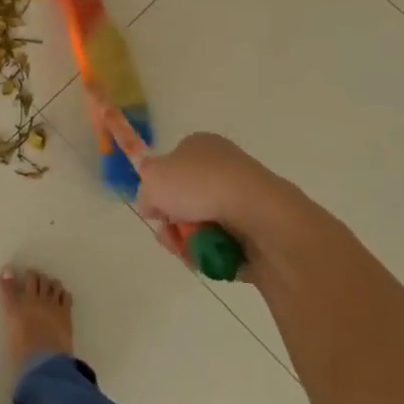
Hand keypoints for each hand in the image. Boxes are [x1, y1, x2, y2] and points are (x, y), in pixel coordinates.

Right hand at [135, 132, 306, 262]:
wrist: (258, 214)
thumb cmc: (199, 186)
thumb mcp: (152, 180)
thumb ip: (145, 191)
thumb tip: (153, 204)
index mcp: (200, 145)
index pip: (172, 166)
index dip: (159, 190)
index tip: (154, 210)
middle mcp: (223, 167)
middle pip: (186, 201)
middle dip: (173, 224)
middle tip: (169, 236)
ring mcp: (242, 199)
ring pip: (204, 226)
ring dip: (189, 242)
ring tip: (190, 251)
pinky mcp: (258, 229)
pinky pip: (225, 245)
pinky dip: (213, 254)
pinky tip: (210, 258)